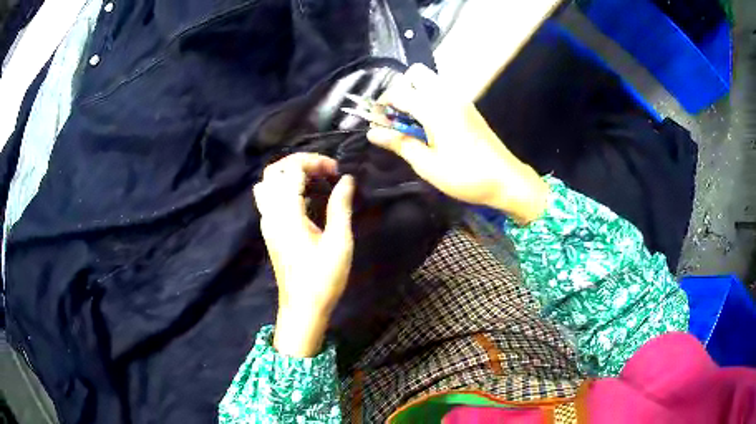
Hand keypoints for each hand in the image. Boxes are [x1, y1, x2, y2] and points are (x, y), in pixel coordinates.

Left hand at [253, 153, 354, 356]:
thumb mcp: (339, 242)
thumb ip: (341, 206)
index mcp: (287, 213)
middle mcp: (271, 213)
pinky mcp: (269, 231)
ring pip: (267, 184)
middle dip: (298, 162)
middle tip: (324, 170)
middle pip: (273, 171)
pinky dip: (284, 187)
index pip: (291, 169)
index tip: (337, 171)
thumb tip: (347, 179)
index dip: (314, 162)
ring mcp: (267, 222)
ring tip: (314, 179)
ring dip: (288, 174)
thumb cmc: (323, 278)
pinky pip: (269, 198)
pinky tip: (306, 197)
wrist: (302, 308)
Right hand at [367, 64, 548, 223]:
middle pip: (416, 73)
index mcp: (435, 109)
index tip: (377, 122)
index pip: (399, 92)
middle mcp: (447, 96)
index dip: (382, 104)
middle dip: (401, 89)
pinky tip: (430, 125)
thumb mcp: (428, 165)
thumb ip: (399, 143)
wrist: (506, 180)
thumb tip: (373, 132)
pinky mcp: (468, 107)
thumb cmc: (465, 176)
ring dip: (415, 93)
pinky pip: (442, 91)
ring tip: (413, 123)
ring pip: (430, 80)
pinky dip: (429, 99)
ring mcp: (460, 99)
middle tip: (398, 117)